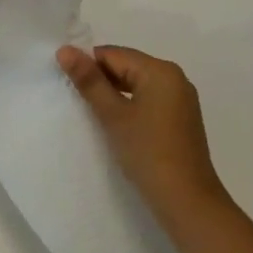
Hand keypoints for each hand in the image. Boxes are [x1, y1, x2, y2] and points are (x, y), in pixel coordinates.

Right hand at [57, 45, 230, 226]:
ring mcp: (181, 99)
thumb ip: (89, 81)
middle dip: (101, 78)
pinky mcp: (181, 118)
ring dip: (114, 93)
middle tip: (74, 98)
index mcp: (160, 70)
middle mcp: (175, 77)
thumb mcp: (114, 115)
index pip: (114, 54)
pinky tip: (115, 122)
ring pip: (137, 84)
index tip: (65, 81)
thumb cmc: (148, 153)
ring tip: (90, 111)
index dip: (87, 64)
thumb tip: (65, 50)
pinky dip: (130, 105)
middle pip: (127, 66)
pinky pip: (149, 99)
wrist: (188, 203)